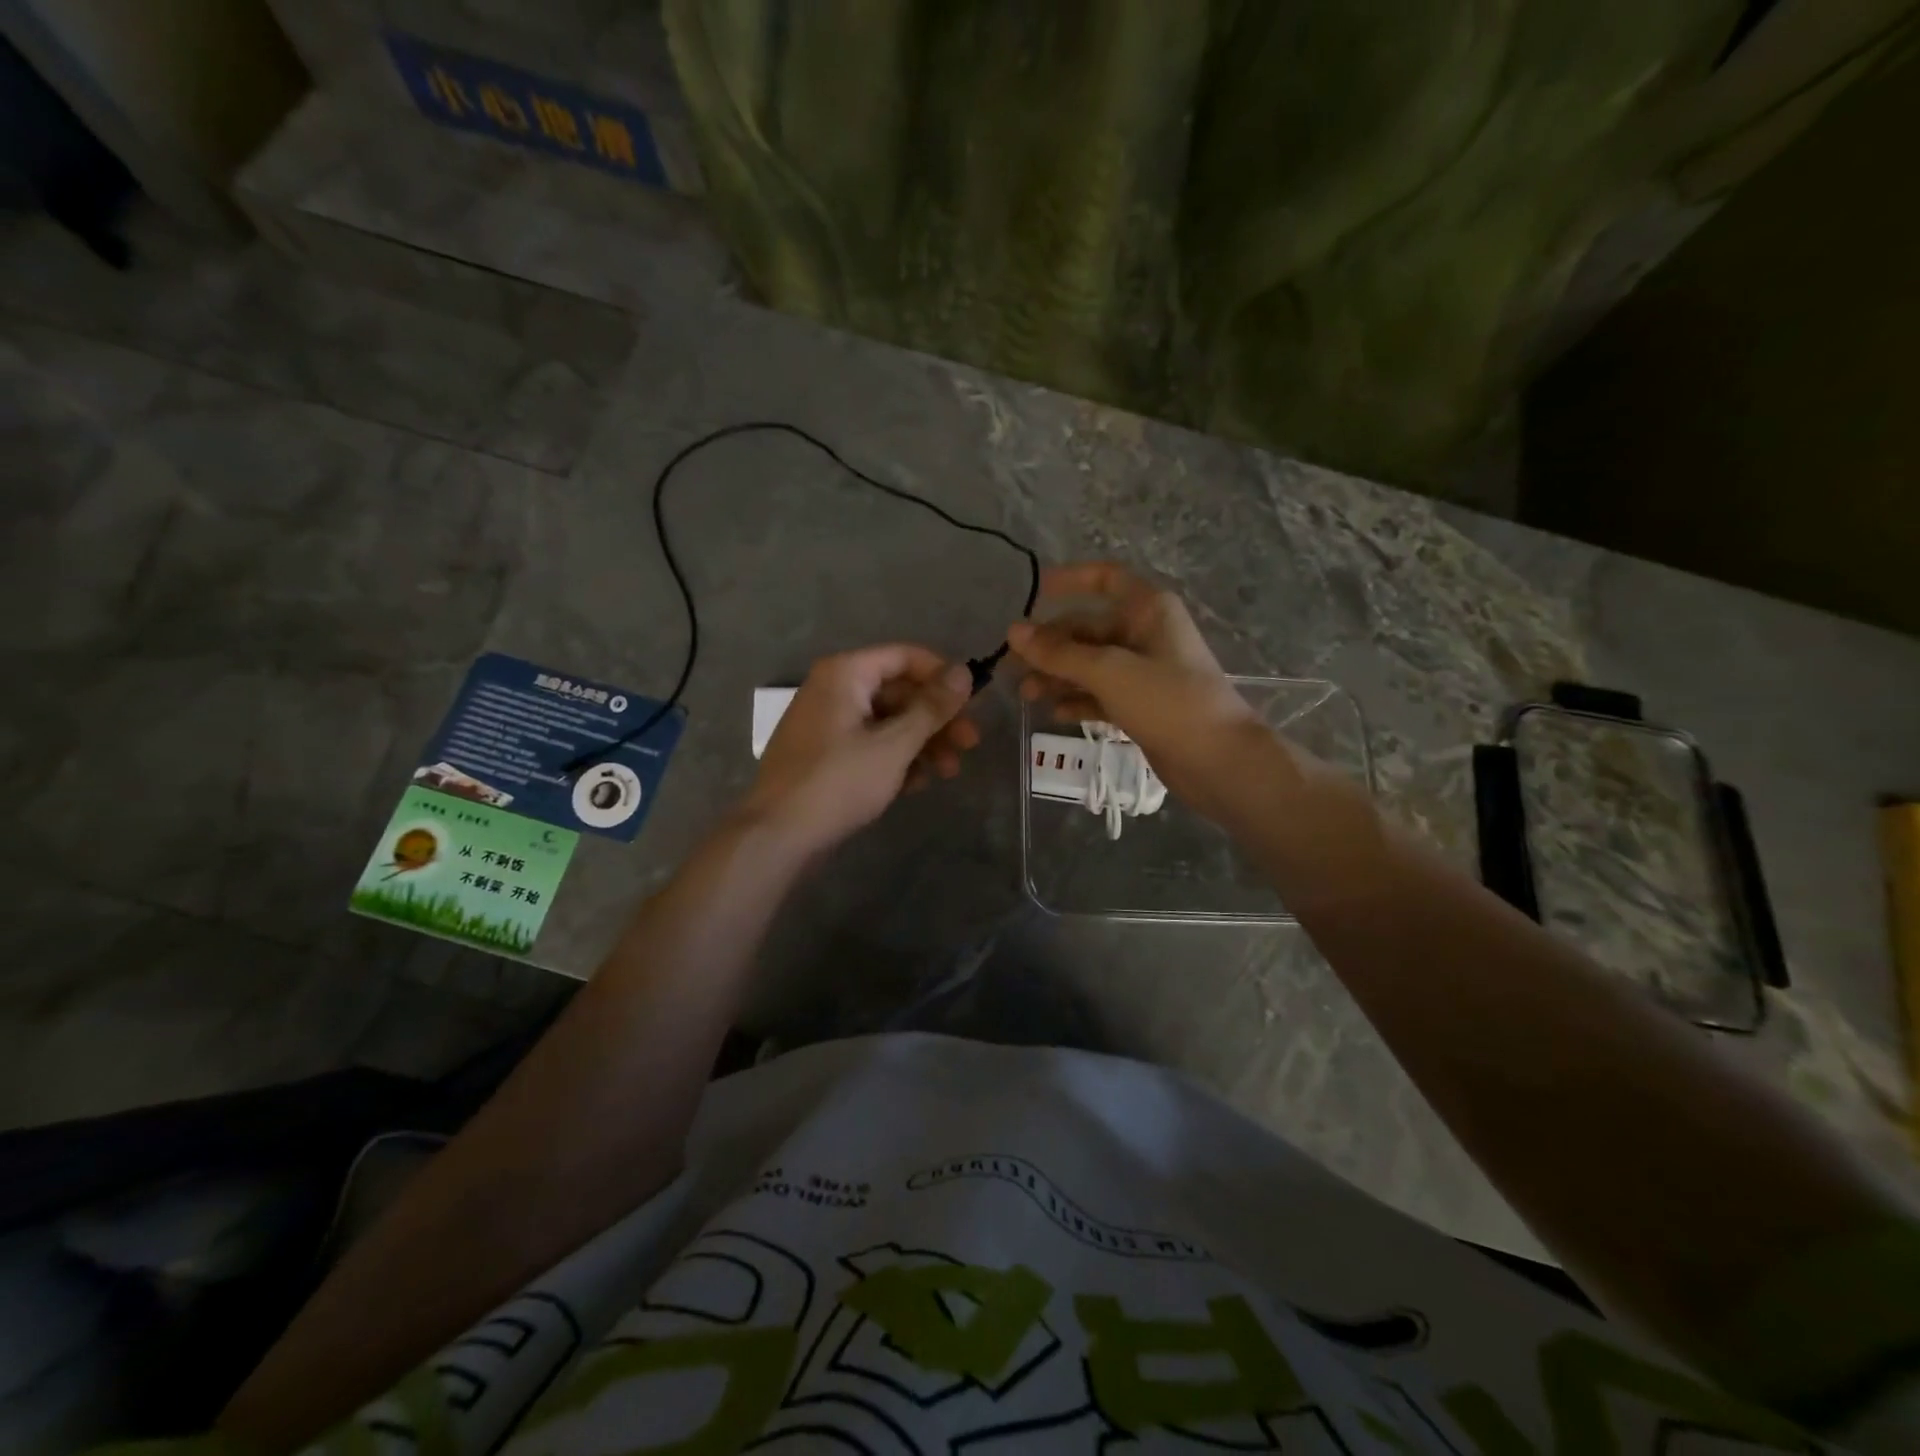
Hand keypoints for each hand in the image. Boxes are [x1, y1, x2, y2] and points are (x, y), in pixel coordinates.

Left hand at [741, 644, 980, 855]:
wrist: (778, 835)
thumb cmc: (839, 782)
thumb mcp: (894, 744)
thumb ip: (931, 707)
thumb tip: (964, 672)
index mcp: (845, 674)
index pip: (905, 657)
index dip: (942, 676)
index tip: (973, 703)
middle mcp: (834, 689)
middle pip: (899, 692)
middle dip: (937, 718)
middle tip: (970, 744)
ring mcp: (827, 723)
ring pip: (887, 721)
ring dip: (922, 743)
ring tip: (949, 772)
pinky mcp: (825, 755)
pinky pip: (869, 744)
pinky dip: (895, 759)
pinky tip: (916, 785)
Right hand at [1008, 562, 1281, 819]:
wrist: (1218, 760)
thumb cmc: (1168, 701)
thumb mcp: (1108, 671)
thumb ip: (1059, 653)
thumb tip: (1013, 631)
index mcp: (1148, 609)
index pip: (1105, 578)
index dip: (1069, 580)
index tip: (1033, 594)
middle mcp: (1146, 633)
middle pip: (1089, 628)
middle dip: (1051, 645)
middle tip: (1013, 666)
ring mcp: (1145, 671)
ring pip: (1091, 664)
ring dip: (1059, 676)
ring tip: (1026, 695)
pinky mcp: (1143, 705)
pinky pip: (1101, 694)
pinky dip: (1079, 700)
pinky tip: (1055, 713)